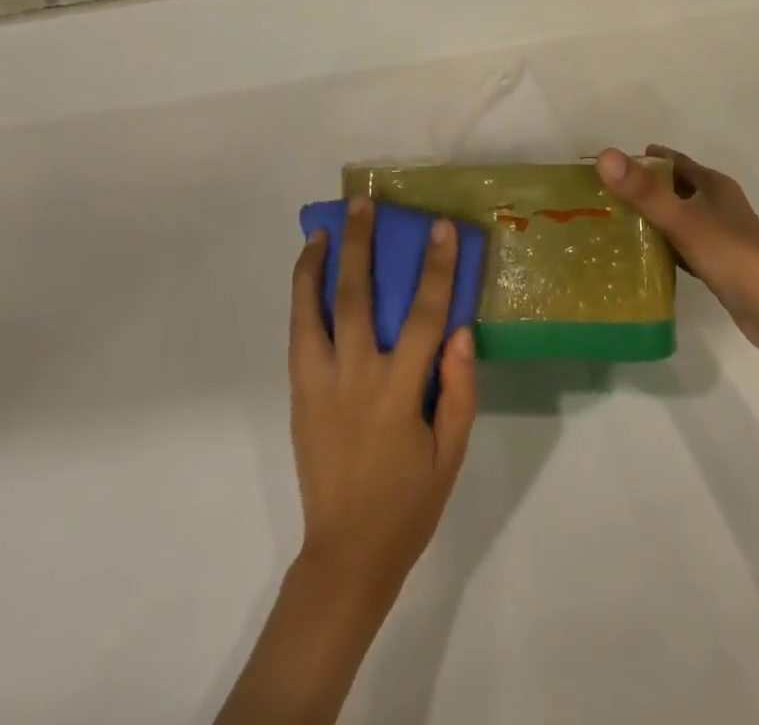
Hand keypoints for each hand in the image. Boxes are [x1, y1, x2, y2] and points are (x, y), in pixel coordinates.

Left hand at [289, 196, 476, 608]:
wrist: (346, 553)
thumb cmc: (409, 502)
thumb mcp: (452, 453)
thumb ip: (457, 389)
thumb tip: (459, 330)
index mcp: (398, 392)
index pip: (424, 315)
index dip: (435, 268)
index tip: (441, 228)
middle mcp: (355, 376)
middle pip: (357, 296)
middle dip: (362, 244)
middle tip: (364, 205)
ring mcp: (319, 383)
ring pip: (313, 309)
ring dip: (317, 264)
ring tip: (323, 229)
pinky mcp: (299, 393)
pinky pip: (298, 334)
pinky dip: (302, 298)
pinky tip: (309, 277)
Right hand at [596, 145, 758, 353]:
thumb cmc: (733, 255)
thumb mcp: (684, 220)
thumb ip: (644, 191)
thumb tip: (604, 155)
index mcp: (713, 185)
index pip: (673, 161)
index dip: (644, 159)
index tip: (610, 166)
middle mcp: (717, 205)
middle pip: (674, 189)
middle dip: (643, 189)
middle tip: (603, 197)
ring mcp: (719, 236)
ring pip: (678, 219)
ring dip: (651, 219)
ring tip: (613, 225)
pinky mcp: (718, 265)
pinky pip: (682, 247)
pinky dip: (662, 248)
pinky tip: (641, 258)